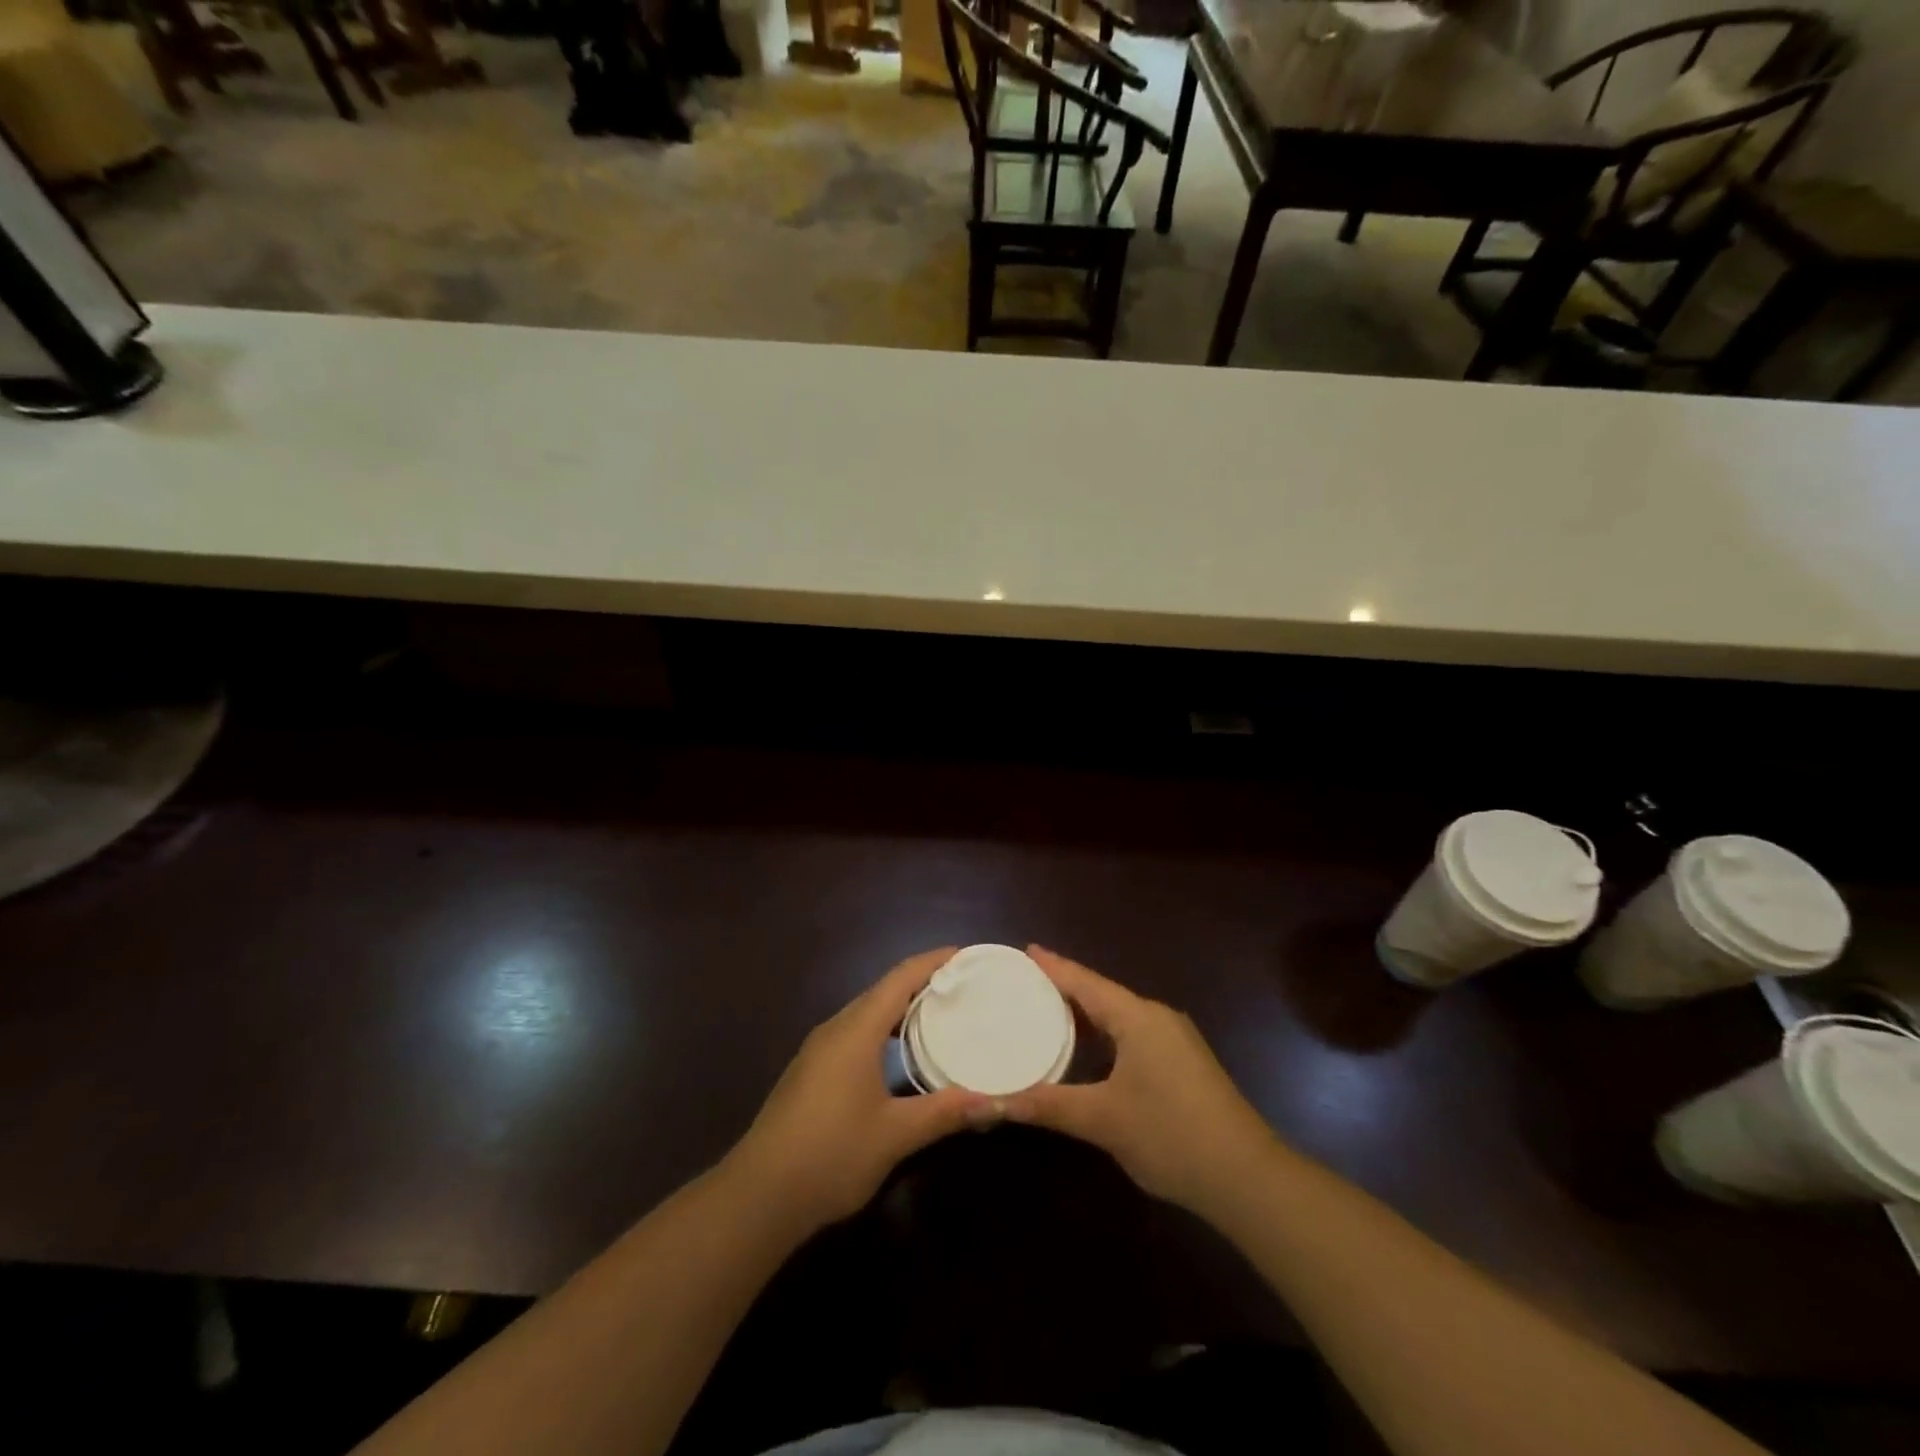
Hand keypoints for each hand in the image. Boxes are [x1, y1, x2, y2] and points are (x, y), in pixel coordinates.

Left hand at [727, 949, 994, 1234]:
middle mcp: (836, 1029)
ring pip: (867, 1013)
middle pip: (883, 991)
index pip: (900, 979)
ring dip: (902, 1008)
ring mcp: (819, 1051)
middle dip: (922, 983)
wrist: (759, 1195)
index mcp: (856, 1030)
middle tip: (963, 988)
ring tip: (941, 1015)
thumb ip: (944, 1113)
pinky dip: (885, 1030)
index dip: (933, 962)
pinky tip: (901, 1055)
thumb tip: (995, 1102)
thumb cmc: (831, 1154)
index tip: (966, 955)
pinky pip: (856, 1033)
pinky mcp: (811, 1072)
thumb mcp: (895, 1135)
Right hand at [1005, 946, 1279, 1217]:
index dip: (1054, 966)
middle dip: (1066, 987)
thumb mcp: (1102, 1120)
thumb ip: (1049, 1105)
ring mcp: (1175, 1041)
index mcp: (1138, 1018)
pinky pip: (1133, 1035)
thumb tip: (997, 1101)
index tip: (1027, 949)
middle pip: (1103, 994)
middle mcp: (1157, 1018)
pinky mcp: (1184, 1064)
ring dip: (1087, 1013)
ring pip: (1120, 1016)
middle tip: (1027, 982)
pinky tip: (1090, 1049)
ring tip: (1049, 1010)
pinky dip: (1105, 1034)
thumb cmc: (1170, 1134)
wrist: (1246, 1178)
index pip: (1086, 982)